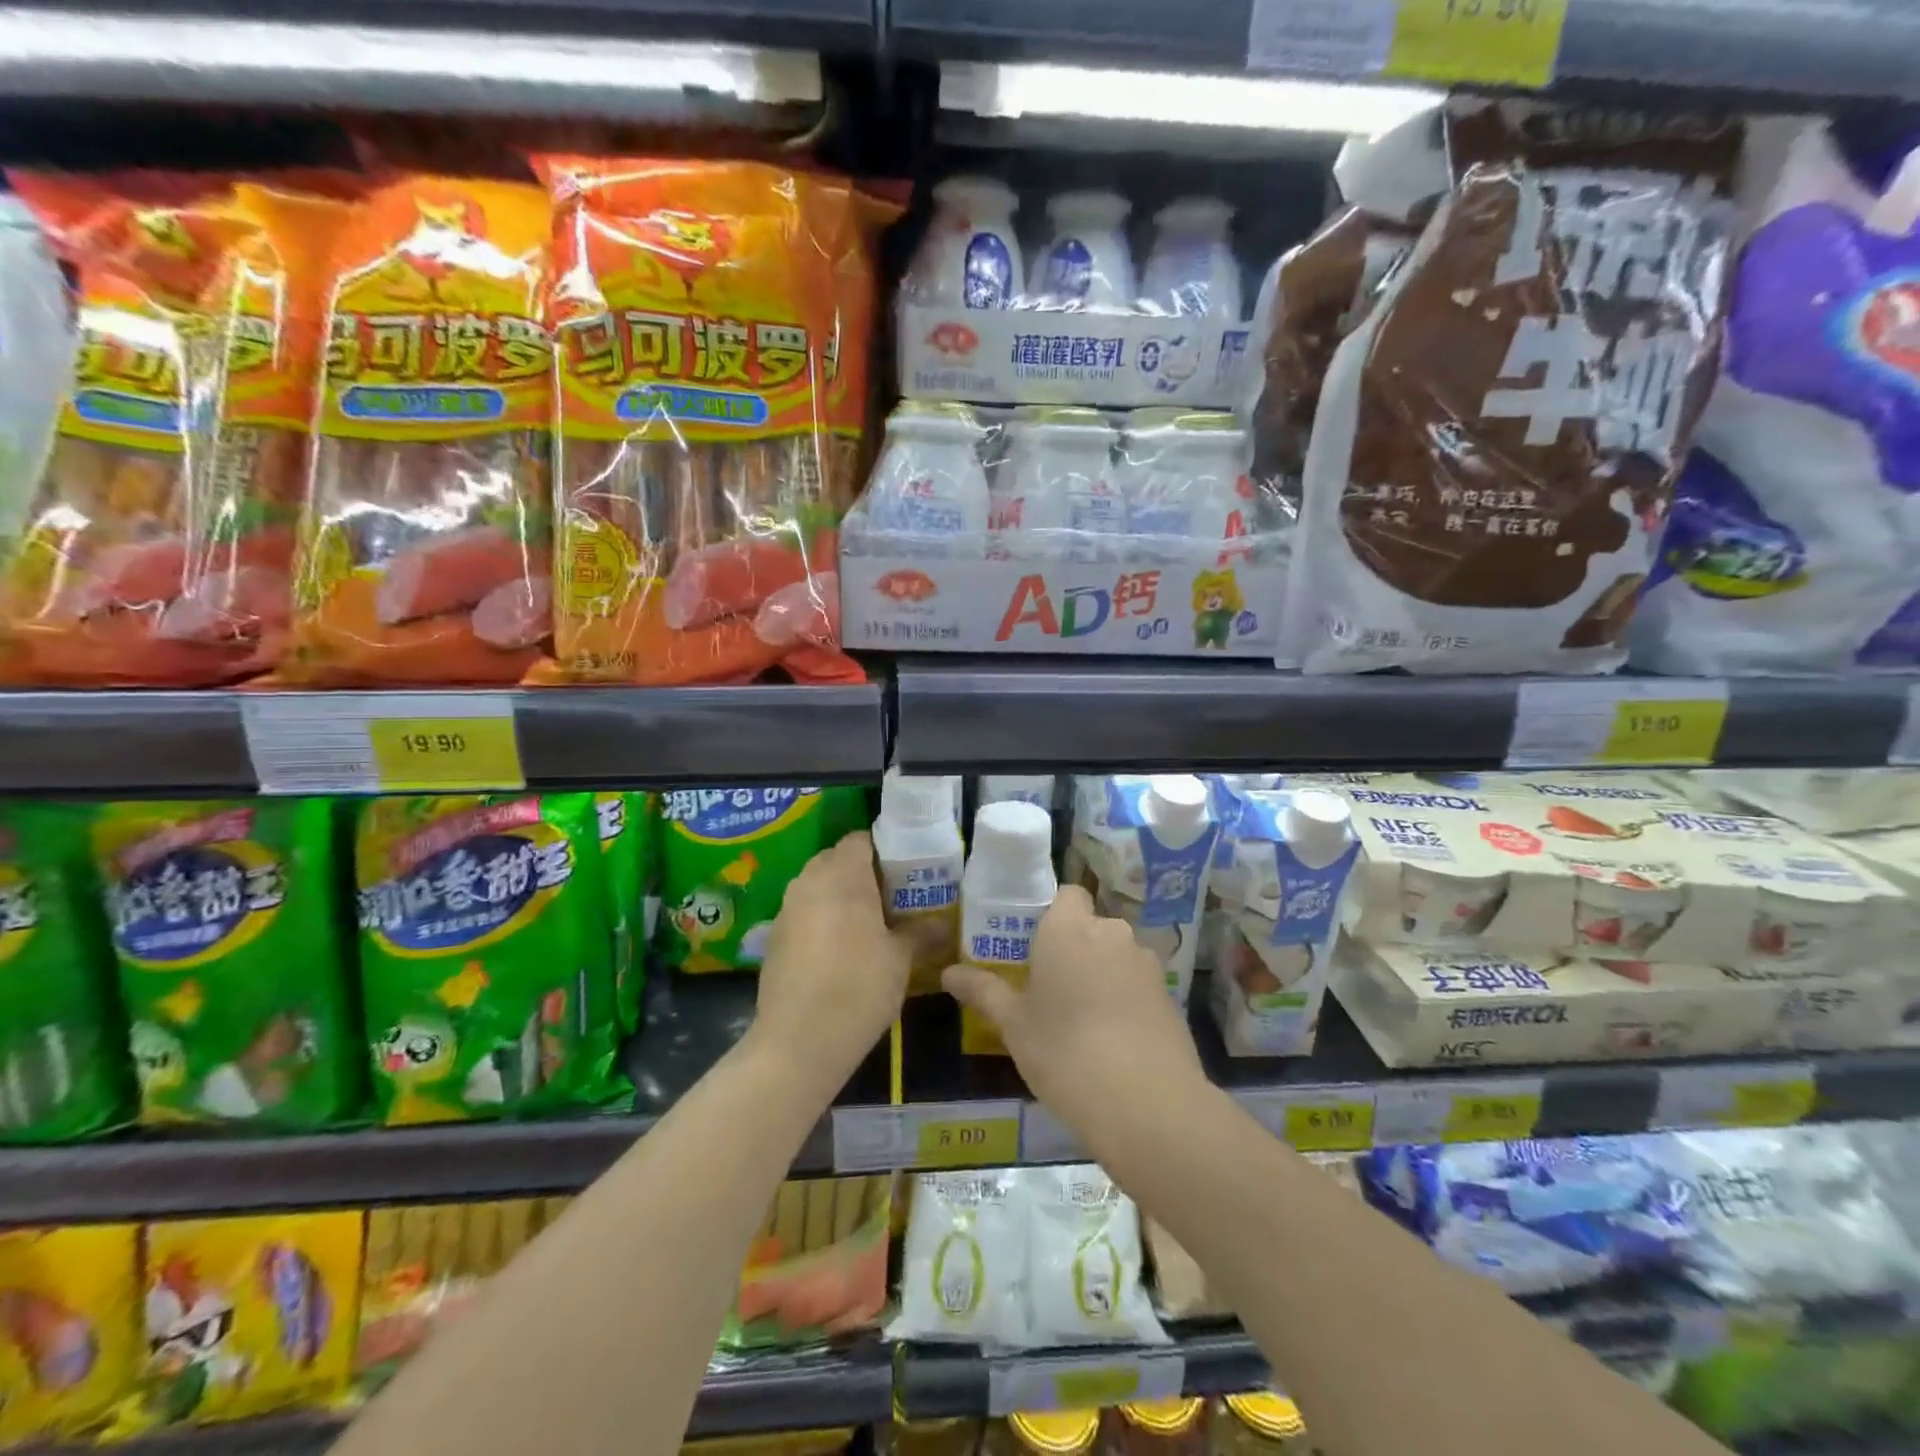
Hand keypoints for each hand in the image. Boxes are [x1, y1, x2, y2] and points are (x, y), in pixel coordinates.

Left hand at [752, 833, 910, 1096]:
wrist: (798, 1041)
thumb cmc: (858, 988)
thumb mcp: (901, 959)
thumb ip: (921, 933)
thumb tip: (945, 924)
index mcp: (843, 875)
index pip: (861, 840)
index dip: (884, 850)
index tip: (906, 871)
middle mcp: (809, 882)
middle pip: (836, 860)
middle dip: (862, 872)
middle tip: (891, 897)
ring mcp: (787, 909)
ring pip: (817, 886)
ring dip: (840, 896)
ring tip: (869, 923)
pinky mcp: (774, 937)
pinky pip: (803, 912)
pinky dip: (821, 919)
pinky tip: (840, 950)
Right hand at [942, 886, 1207, 1150]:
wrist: (1146, 1102)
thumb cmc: (1064, 1051)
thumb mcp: (1014, 1024)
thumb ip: (984, 991)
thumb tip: (949, 973)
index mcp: (1068, 928)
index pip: (1066, 893)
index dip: (1053, 913)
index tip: (1036, 944)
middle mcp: (1111, 932)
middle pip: (1091, 926)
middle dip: (1075, 948)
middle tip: (1051, 986)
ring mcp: (1146, 963)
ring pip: (1117, 955)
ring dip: (1102, 973)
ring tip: (1083, 1018)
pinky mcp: (1170, 994)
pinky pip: (1138, 984)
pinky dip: (1126, 999)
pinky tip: (1114, 1039)